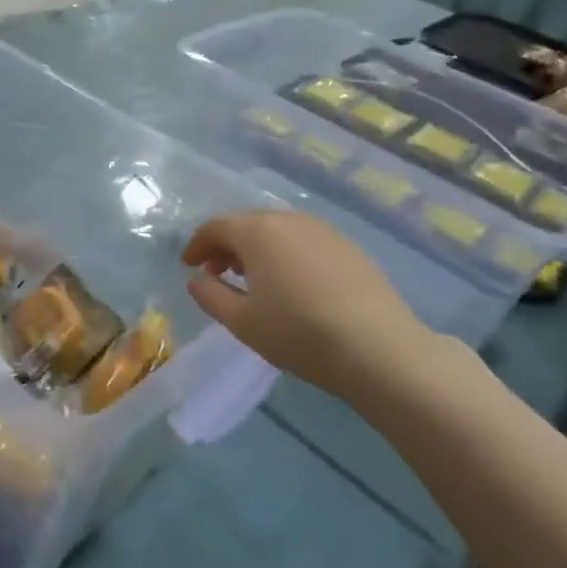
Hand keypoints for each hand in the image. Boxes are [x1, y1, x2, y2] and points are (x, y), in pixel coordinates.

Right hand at [182, 211, 437, 397]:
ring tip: (252, 280)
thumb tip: (197, 280)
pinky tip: (290, 284)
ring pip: (277, 231)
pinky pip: (303, 242)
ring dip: (257, 250)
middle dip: (227, 246)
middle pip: (247, 224)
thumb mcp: (242, 322)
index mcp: (257, 231)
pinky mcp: (348, 247)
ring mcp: (323, 230)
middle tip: (216, 273)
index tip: (188, 265)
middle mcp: (289, 220)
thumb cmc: (298, 332)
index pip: (216, 227)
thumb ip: (211, 296)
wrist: (378, 348)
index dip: (197, 245)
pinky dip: (285, 254)